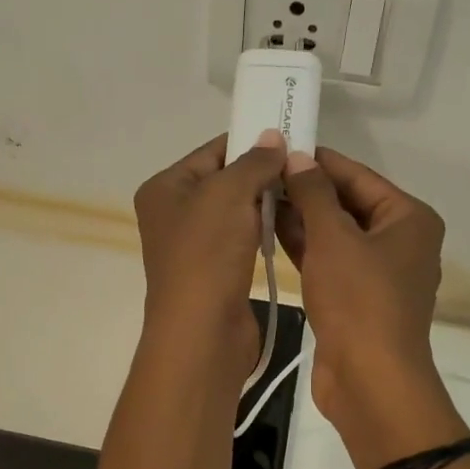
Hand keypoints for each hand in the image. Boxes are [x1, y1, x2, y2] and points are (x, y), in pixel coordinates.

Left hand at [133, 131, 285, 387]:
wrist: (203, 331)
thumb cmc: (207, 254)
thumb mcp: (229, 193)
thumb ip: (254, 162)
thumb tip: (274, 137)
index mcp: (165, 188)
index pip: (213, 151)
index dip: (251, 142)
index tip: (291, 139)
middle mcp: (174, 214)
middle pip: (226, 181)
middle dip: (262, 174)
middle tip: (304, 167)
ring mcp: (195, 246)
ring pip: (238, 211)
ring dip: (267, 203)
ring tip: (303, 193)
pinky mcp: (216, 271)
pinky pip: (244, 239)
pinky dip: (264, 231)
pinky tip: (291, 225)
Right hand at [278, 148, 467, 468]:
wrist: (369, 380)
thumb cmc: (359, 300)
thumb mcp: (334, 238)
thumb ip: (314, 194)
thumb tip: (298, 157)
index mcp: (409, 219)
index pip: (359, 176)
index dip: (318, 161)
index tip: (279, 144)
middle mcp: (399, 241)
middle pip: (348, 204)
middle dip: (306, 190)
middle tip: (260, 171)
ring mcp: (378, 273)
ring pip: (336, 234)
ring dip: (301, 218)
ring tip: (257, 196)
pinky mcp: (357, 299)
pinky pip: (329, 261)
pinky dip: (304, 248)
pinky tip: (269, 230)